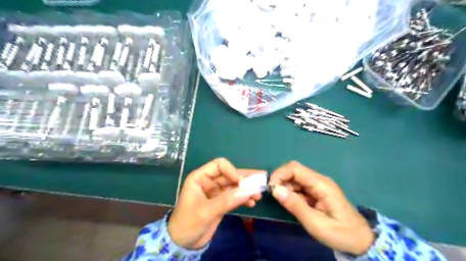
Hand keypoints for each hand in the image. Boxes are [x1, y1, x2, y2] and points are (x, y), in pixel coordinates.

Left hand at [168, 158, 261, 249]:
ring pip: (234, 186)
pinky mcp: (221, 202)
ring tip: (258, 195)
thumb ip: (227, 200)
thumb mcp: (206, 211)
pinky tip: (252, 202)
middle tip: (261, 180)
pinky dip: (243, 198)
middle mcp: (209, 182)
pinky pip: (234, 196)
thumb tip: (249, 191)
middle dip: (245, 179)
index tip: (242, 183)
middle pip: (230, 175)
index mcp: (200, 177)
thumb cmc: (188, 223)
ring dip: (246, 189)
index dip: (232, 171)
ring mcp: (216, 192)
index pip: (219, 165)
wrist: (183, 243)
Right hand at [268, 161, 373, 254]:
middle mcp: (319, 180)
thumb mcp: (316, 223)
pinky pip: (299, 186)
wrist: (361, 240)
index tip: (271, 188)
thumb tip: (275, 190)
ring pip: (295, 178)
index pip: (295, 169)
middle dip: (280, 180)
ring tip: (283, 202)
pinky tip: (291, 203)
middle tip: (275, 196)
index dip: (280, 174)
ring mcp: (318, 185)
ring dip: (285, 187)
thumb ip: (295, 205)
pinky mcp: (316, 191)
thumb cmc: (340, 233)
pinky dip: (291, 192)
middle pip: (294, 171)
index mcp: (321, 184)